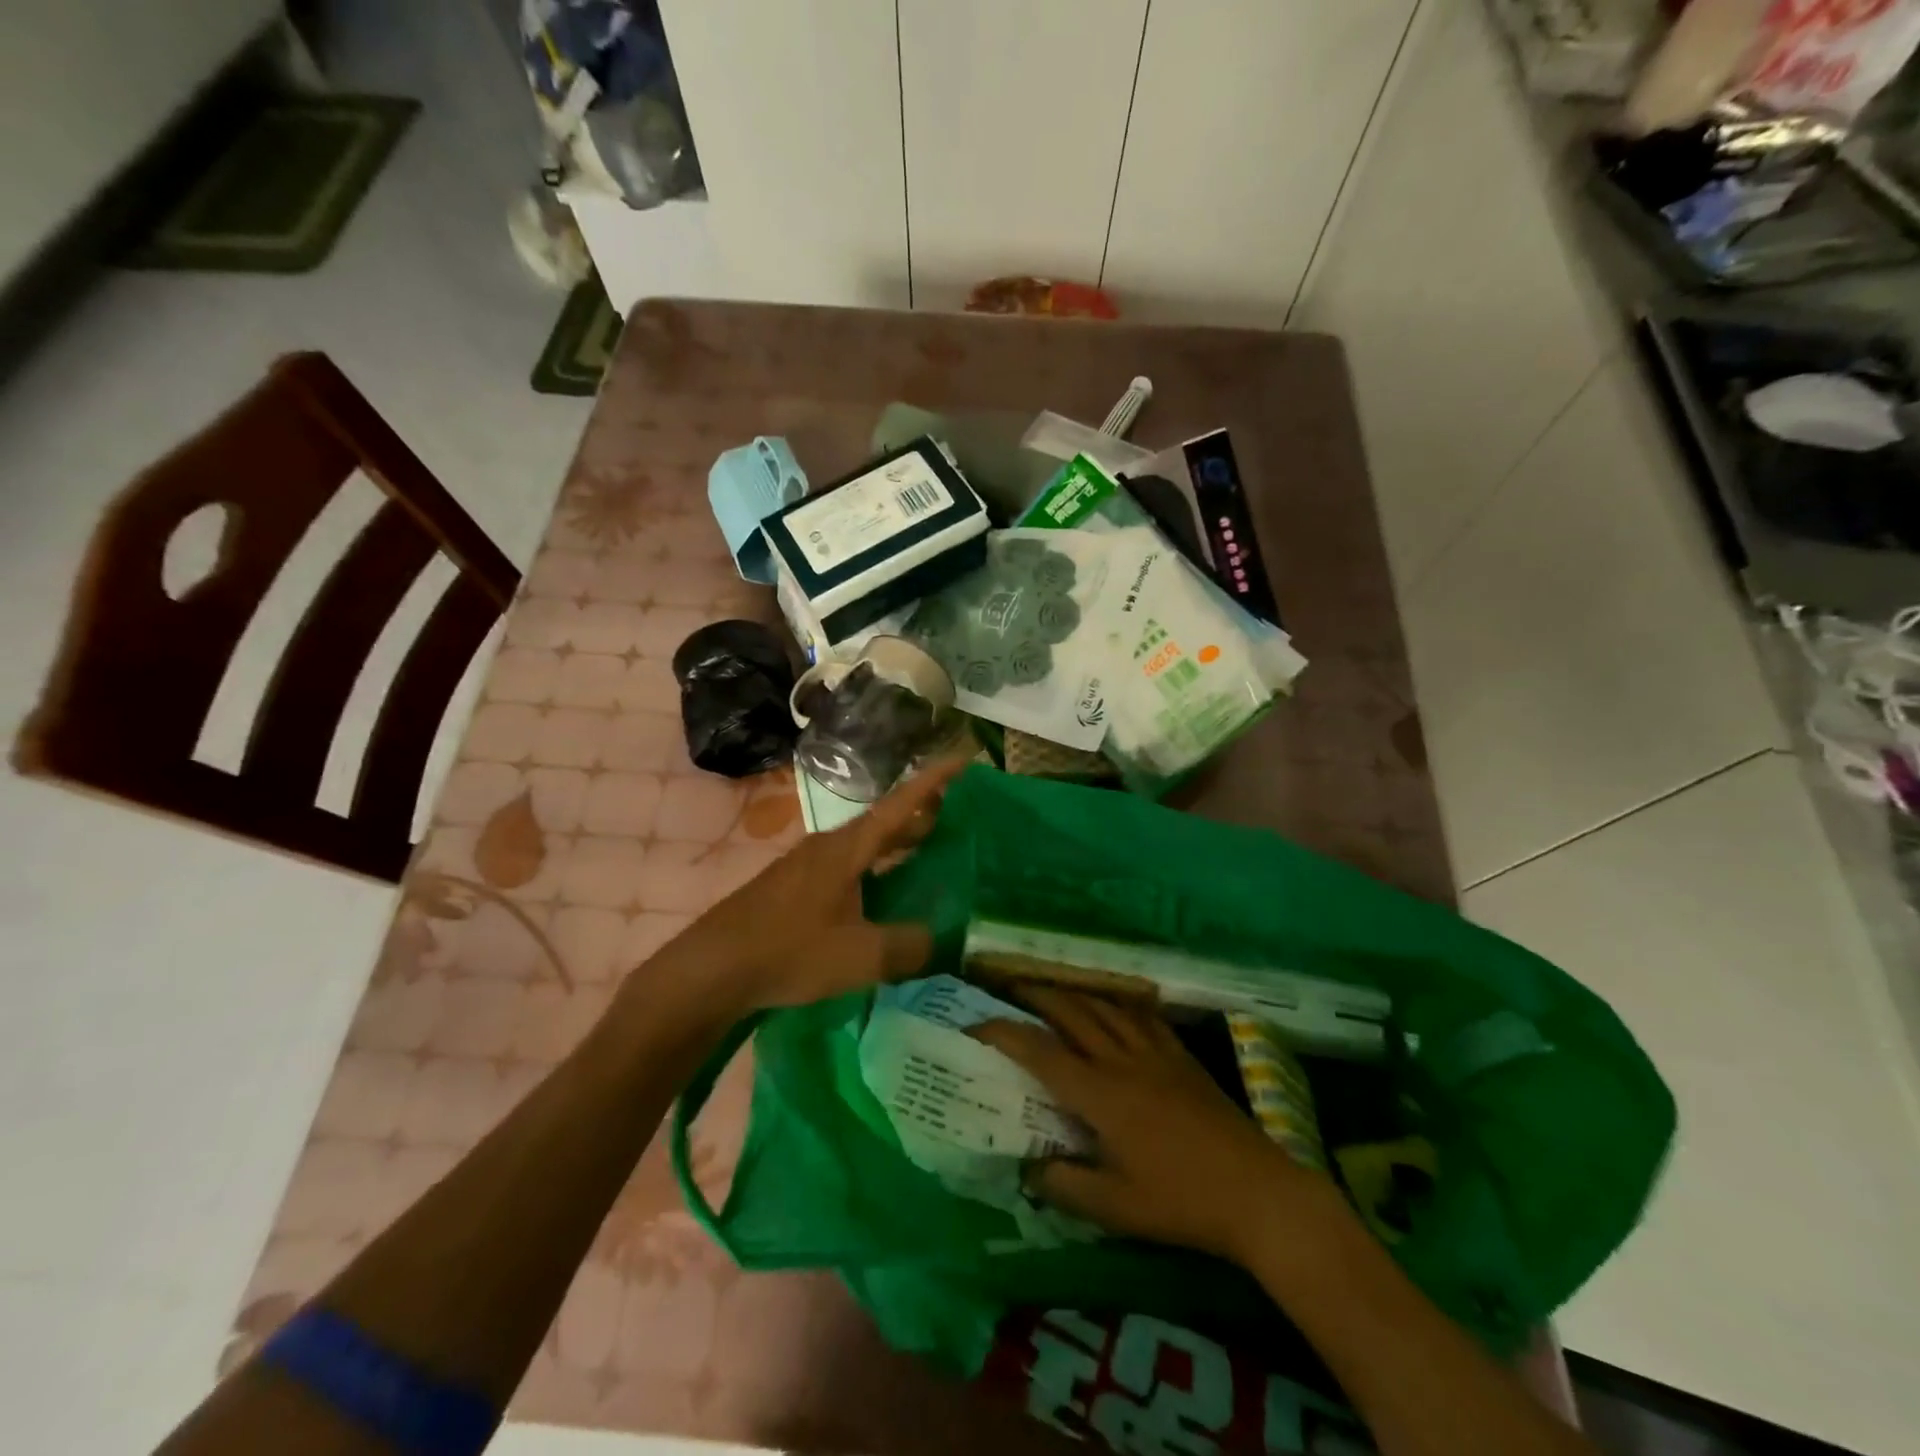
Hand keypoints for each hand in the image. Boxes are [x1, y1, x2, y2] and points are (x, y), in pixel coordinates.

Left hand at [656, 754, 970, 1015]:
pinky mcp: (795, 888)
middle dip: (922, 815)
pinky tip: (882, 895)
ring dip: (898, 844)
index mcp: (848, 849)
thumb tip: (945, 941)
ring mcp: (807, 866)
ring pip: (865, 845)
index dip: (934, 781)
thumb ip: (909, 947)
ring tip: (929, 853)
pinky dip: (876, 869)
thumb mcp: (860, 956)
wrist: (713, 968)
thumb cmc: (789, 951)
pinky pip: (848, 866)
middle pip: (884, 821)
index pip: (900, 804)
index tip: (964, 758)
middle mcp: (829, 847)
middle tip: (959, 815)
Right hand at [977, 988, 1325, 1262]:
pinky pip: (1141, 1014)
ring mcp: (1155, 1052)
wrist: (1257, 1192)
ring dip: (1072, 993)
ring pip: (1104, 1006)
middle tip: (1007, 989)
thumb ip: (1064, 1185)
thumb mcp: (1115, 1207)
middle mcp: (1122, 1060)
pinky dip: (1117, 1002)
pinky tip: (1113, 1004)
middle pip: (1071, 1013)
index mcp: (1100, 1093)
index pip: (1040, 1052)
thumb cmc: (1181, 1201)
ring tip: (1051, 989)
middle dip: (1034, 996)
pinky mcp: (1180, 1056)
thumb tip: (1027, 1168)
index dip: (1003, 1033)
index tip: (976, 1025)